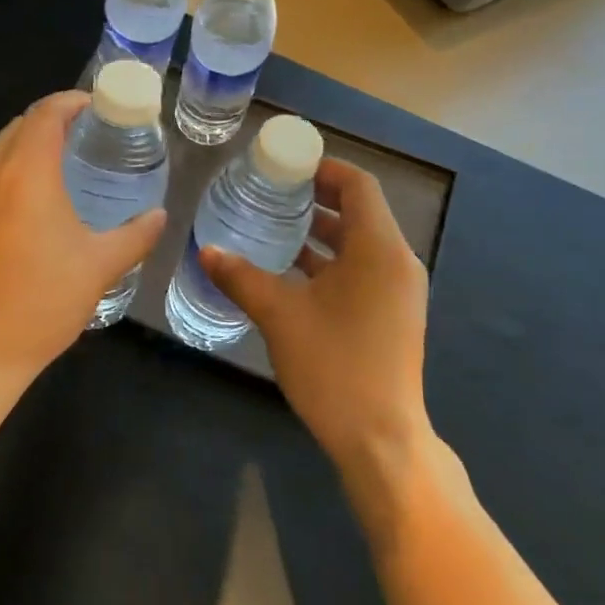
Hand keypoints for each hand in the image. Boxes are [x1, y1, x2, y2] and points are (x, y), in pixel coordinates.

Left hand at [0, 91, 166, 387]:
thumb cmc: (41, 303)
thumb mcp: (99, 267)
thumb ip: (135, 235)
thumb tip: (159, 216)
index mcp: (25, 174)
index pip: (45, 114)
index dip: (71, 102)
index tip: (97, 105)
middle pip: (19, 126)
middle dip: (52, 120)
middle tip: (87, 133)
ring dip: (29, 144)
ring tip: (64, 160)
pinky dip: (11, 168)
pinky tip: (34, 197)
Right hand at [200, 160, 432, 477]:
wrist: (380, 439)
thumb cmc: (334, 367)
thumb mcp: (279, 316)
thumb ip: (241, 277)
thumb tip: (206, 250)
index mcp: (379, 249)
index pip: (358, 185)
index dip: (323, 168)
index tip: (285, 165)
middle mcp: (397, 262)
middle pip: (360, 211)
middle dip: (316, 198)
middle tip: (271, 192)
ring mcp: (398, 291)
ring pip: (360, 243)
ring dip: (321, 232)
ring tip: (274, 226)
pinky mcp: (392, 315)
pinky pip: (362, 269)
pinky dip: (331, 261)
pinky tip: (292, 272)